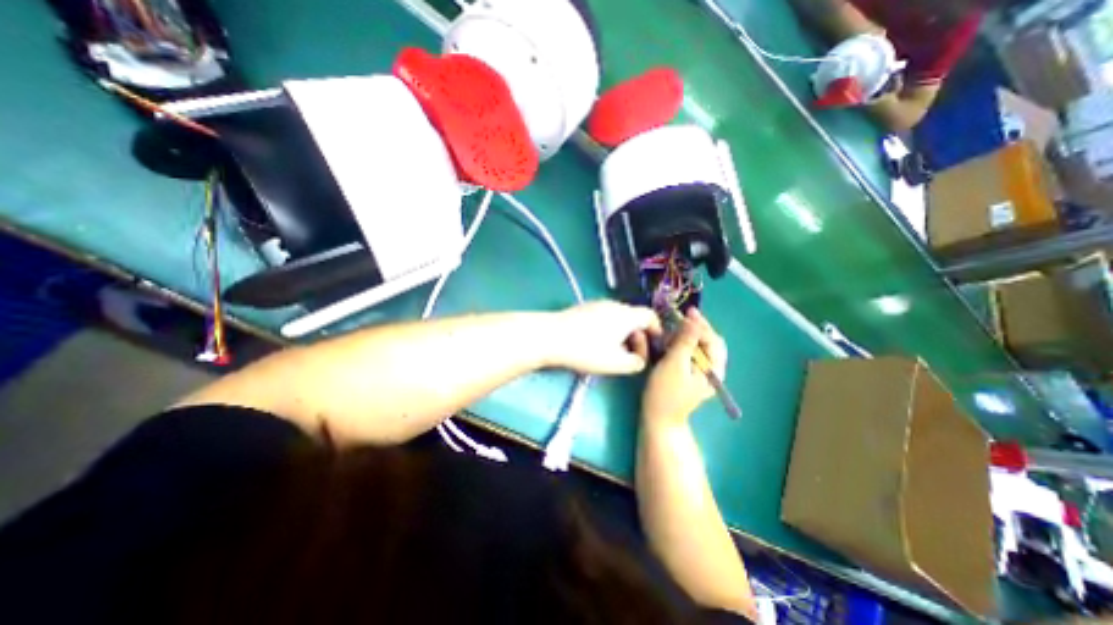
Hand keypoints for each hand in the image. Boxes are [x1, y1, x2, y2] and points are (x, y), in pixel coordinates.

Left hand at [549, 300, 658, 373]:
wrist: (550, 337)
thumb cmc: (587, 350)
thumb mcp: (616, 364)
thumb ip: (636, 363)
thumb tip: (638, 360)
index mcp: (627, 314)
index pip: (650, 316)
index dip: (656, 330)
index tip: (655, 344)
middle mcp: (614, 305)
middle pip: (633, 318)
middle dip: (637, 337)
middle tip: (632, 356)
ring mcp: (596, 305)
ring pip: (618, 319)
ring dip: (622, 335)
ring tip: (615, 353)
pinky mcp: (582, 309)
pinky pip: (604, 318)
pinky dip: (608, 331)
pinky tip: (597, 345)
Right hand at [639, 308, 727, 426]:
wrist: (658, 419)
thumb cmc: (665, 392)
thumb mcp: (674, 364)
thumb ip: (685, 342)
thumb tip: (694, 321)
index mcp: (714, 370)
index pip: (713, 340)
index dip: (701, 325)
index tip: (686, 313)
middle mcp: (712, 371)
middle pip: (709, 343)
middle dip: (696, 328)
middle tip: (682, 316)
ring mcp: (701, 374)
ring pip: (700, 348)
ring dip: (689, 335)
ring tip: (676, 326)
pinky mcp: (690, 376)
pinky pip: (691, 355)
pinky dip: (684, 344)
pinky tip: (673, 340)